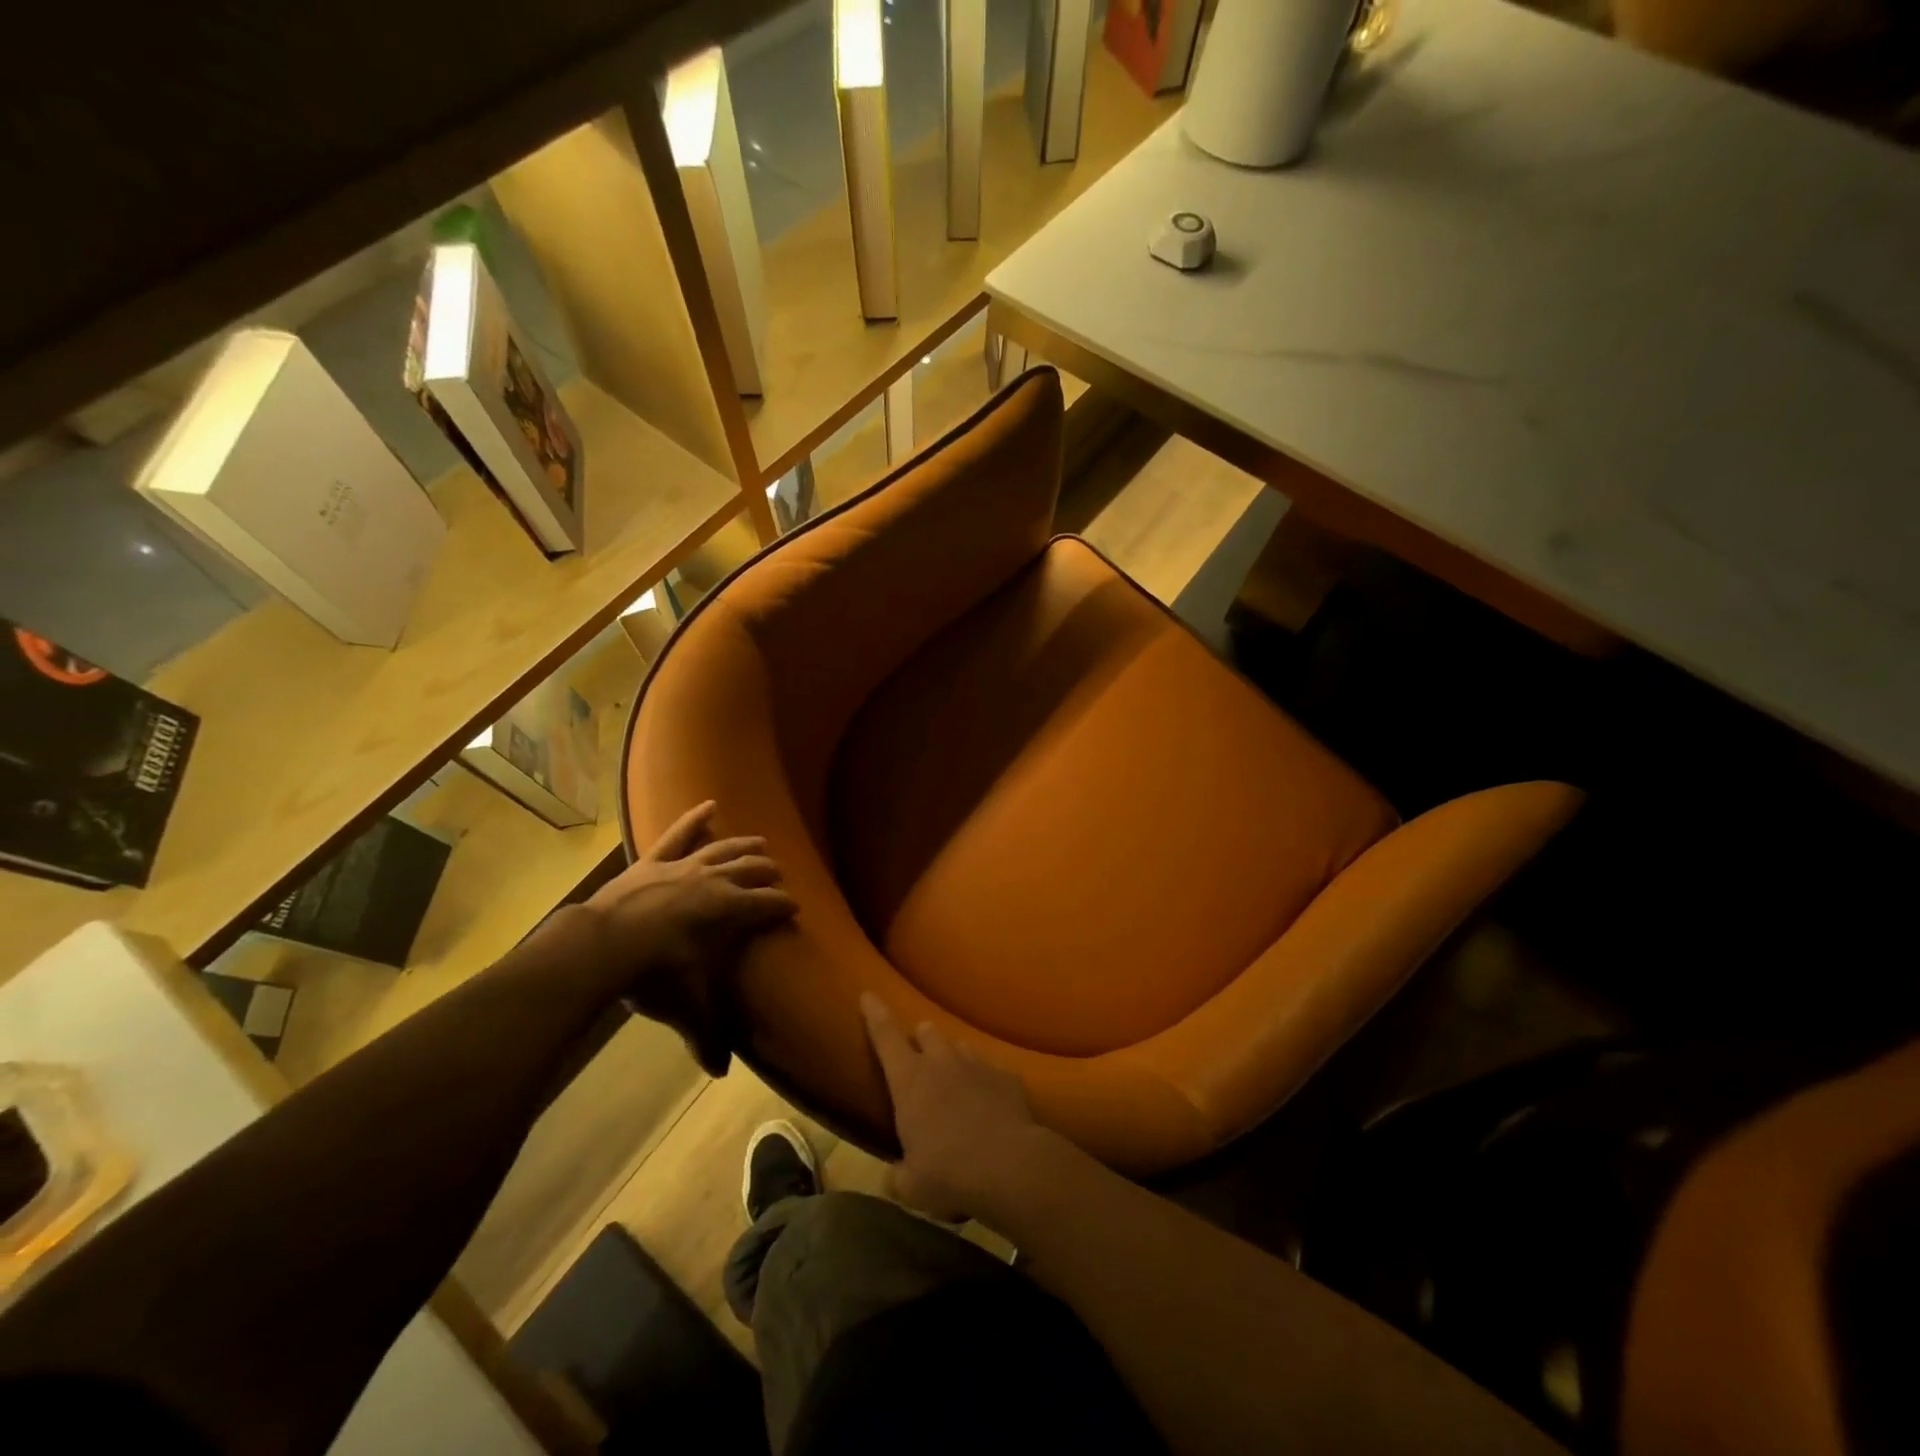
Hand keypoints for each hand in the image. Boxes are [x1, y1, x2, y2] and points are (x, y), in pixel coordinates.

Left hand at [586, 801, 795, 1072]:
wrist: (600, 946)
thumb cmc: (653, 974)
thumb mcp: (685, 1005)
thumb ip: (706, 1036)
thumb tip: (720, 1075)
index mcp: (730, 910)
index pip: (767, 904)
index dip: (783, 905)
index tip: (794, 908)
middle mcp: (714, 881)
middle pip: (751, 870)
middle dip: (768, 873)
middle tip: (779, 876)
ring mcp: (684, 866)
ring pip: (724, 848)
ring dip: (745, 845)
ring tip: (761, 843)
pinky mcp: (654, 860)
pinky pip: (679, 834)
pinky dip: (695, 818)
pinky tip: (709, 804)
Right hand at [860, 993, 1040, 1221]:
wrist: (1010, 1166)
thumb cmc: (949, 1173)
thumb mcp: (912, 1186)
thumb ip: (898, 1176)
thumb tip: (894, 1178)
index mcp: (909, 1080)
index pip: (886, 1036)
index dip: (875, 1014)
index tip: (868, 994)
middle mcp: (942, 1062)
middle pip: (927, 1031)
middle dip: (921, 1038)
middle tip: (919, 1055)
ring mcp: (977, 1064)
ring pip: (960, 1045)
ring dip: (952, 1056)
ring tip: (954, 1077)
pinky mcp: (1007, 1076)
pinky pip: (991, 1068)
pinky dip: (985, 1079)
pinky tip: (989, 1100)